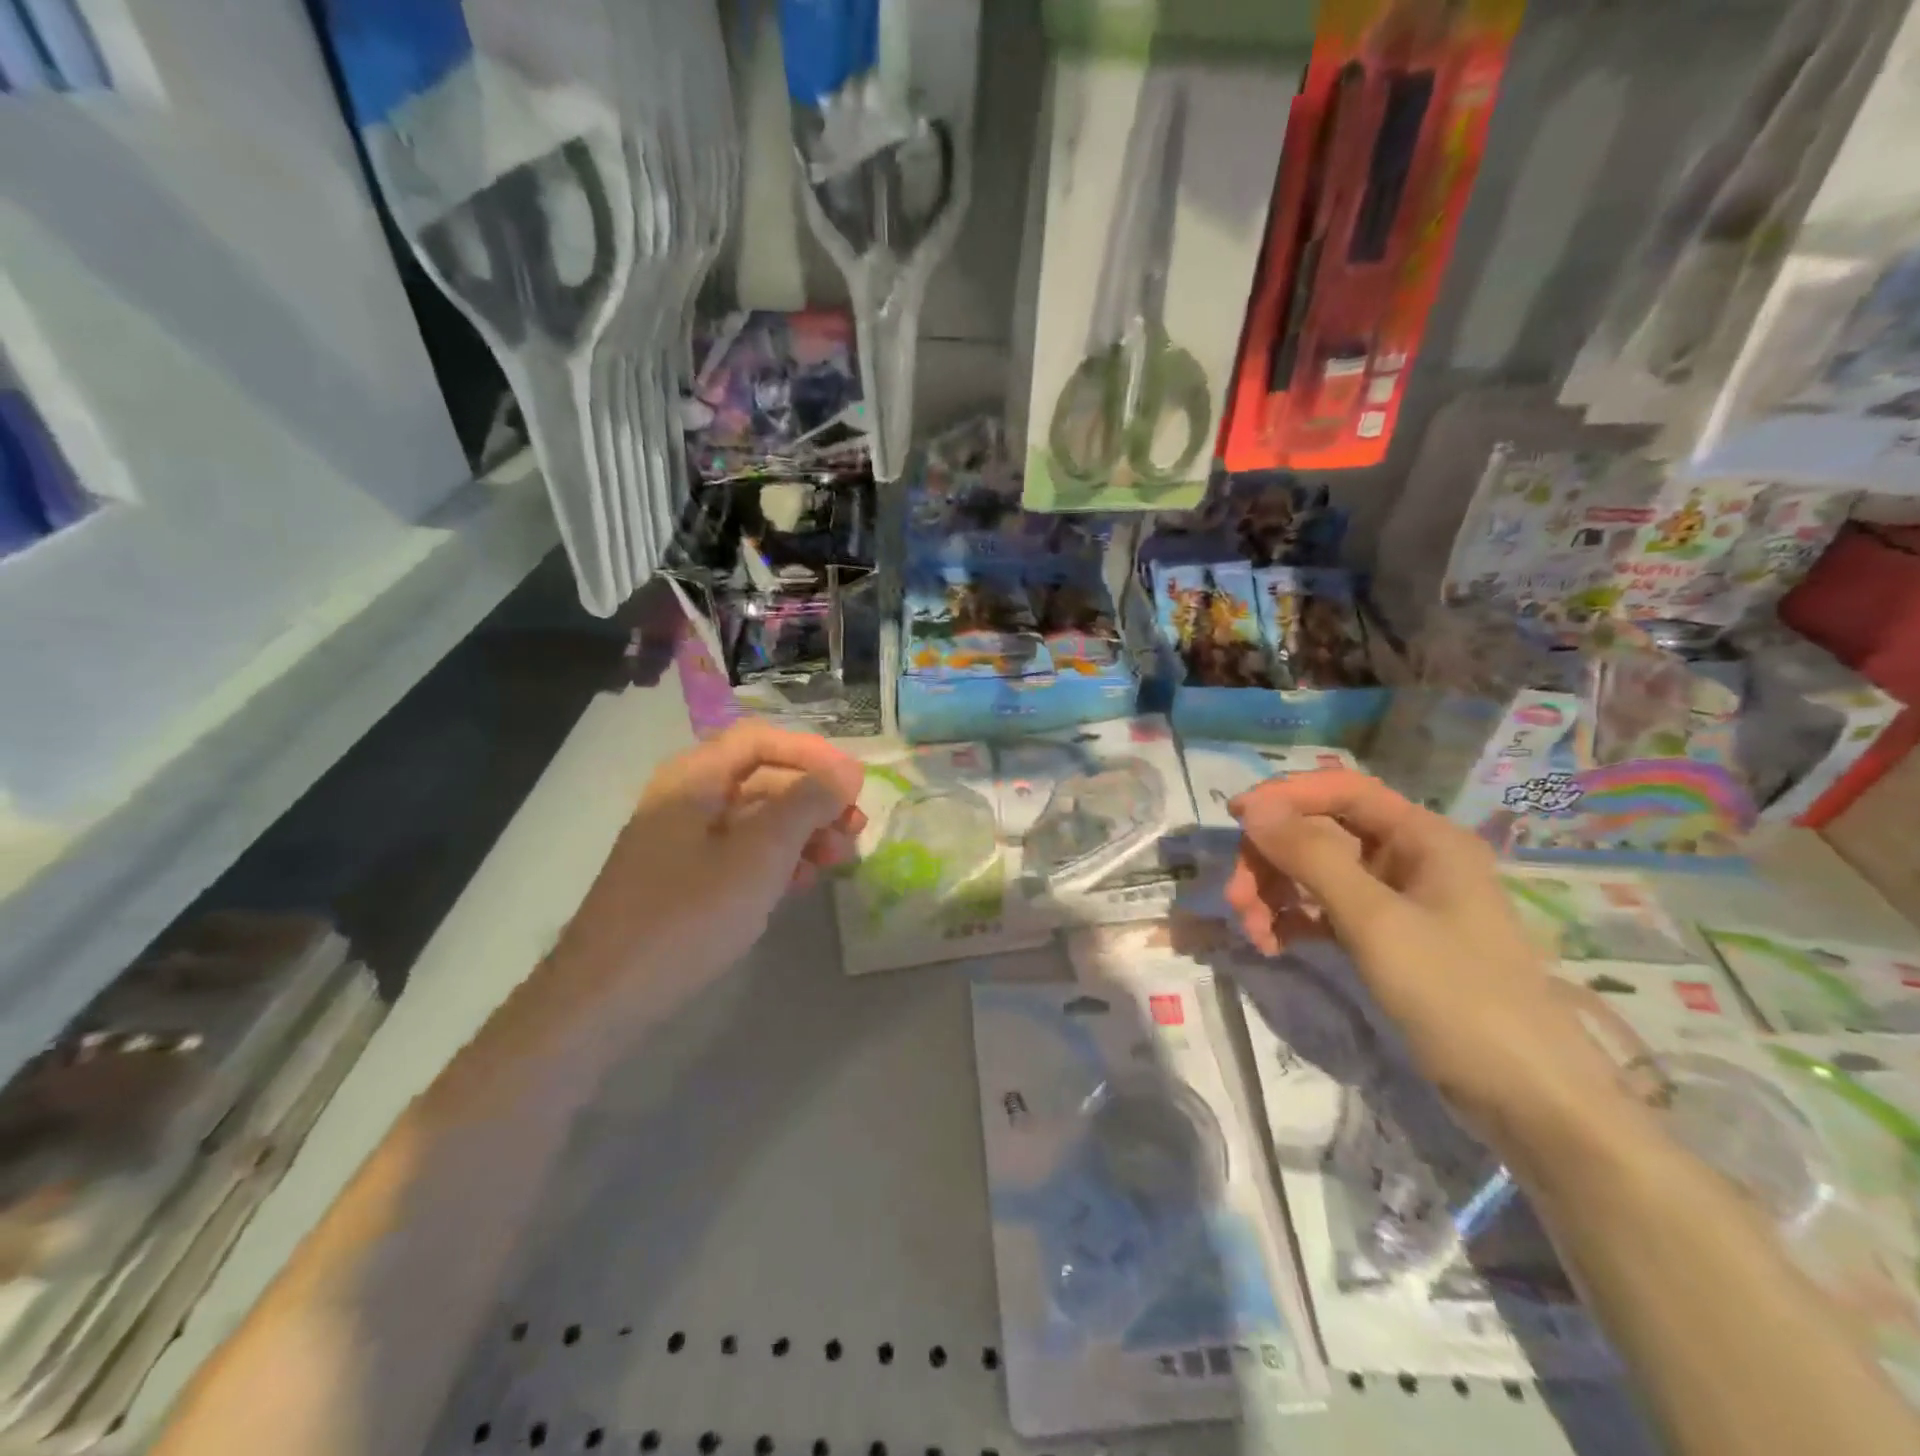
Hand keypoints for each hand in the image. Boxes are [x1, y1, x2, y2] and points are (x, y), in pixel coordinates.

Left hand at [594, 722, 865, 975]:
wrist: (605, 997)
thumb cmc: (688, 916)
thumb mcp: (760, 854)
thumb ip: (807, 803)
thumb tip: (846, 770)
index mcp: (693, 778)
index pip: (761, 740)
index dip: (812, 753)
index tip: (854, 783)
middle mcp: (686, 799)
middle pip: (761, 778)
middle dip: (814, 798)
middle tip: (855, 828)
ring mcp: (682, 841)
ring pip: (755, 818)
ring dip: (802, 831)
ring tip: (838, 860)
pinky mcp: (683, 878)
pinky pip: (740, 852)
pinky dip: (776, 859)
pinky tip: (801, 883)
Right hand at [1223, 770, 1626, 1142]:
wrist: (1526, 1099)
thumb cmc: (1456, 995)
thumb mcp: (1376, 921)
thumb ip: (1311, 857)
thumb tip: (1253, 809)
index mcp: (1424, 837)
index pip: (1343, 790)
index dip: (1286, 796)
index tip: (1234, 819)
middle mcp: (1410, 857)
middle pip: (1321, 833)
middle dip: (1272, 860)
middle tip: (1236, 900)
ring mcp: (1398, 900)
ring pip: (1317, 873)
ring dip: (1275, 893)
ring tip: (1254, 933)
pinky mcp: (1386, 938)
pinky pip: (1325, 910)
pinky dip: (1294, 920)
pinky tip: (1273, 944)